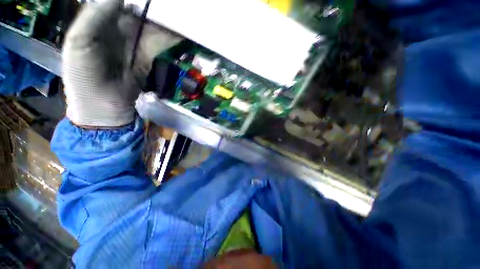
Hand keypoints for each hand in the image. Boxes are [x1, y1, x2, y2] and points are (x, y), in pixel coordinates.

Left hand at [62, 0, 180, 126]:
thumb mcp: (79, 42)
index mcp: (99, 19)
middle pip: (139, 9)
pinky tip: (180, 30)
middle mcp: (118, 26)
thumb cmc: (84, 75)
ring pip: (152, 24)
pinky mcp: (148, 56)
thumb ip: (95, 16)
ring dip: (165, 19)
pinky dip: (170, 36)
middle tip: (171, 3)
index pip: (118, 0)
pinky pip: (160, 41)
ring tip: (181, 12)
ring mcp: (135, 41)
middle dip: (154, 6)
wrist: (104, 105)